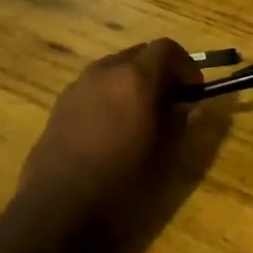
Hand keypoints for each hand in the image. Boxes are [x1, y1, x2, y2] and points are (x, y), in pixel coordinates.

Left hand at [18, 39, 201, 225]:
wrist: (59, 204)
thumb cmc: (120, 180)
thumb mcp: (162, 155)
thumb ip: (179, 122)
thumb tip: (192, 107)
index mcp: (136, 78)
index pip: (167, 48)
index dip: (185, 66)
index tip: (193, 92)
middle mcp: (106, 70)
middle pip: (140, 53)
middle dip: (159, 71)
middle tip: (170, 103)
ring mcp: (79, 84)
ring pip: (114, 67)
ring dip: (132, 81)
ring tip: (140, 116)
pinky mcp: (61, 102)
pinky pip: (94, 85)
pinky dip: (110, 93)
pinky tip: (111, 127)